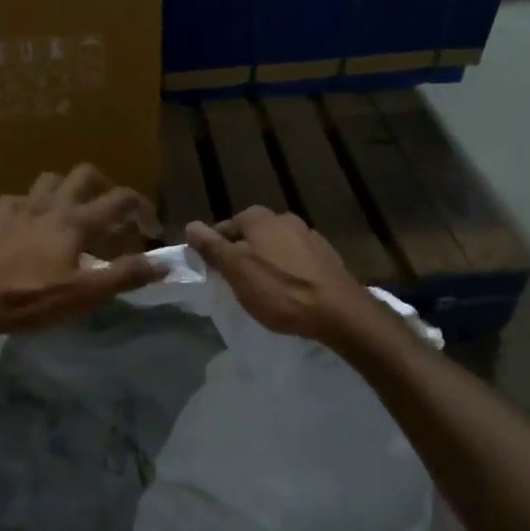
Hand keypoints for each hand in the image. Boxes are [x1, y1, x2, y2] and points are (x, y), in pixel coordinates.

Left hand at [0, 166, 165, 337]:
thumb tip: (164, 262)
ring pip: (49, 180)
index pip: (120, 199)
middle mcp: (50, 205)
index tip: (152, 231)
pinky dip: (30, 206)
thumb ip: (125, 275)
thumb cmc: (30, 297)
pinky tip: (30, 223)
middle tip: (114, 213)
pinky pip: (16, 200)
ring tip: (75, 214)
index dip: (144, 209)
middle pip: (85, 174)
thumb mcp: (84, 294)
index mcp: (75, 220)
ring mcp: (19, 209)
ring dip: (68, 190)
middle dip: (106, 186)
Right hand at [185, 207, 380, 343]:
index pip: (225, 227)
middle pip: (252, 235)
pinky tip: (288, 291)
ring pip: (275, 246)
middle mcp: (285, 219)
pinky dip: (287, 271)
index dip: (214, 248)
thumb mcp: (236, 270)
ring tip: (261, 288)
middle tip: (234, 282)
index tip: (212, 272)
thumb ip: (213, 247)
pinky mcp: (326, 257)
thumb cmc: (279, 290)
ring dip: (265, 261)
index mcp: (260, 218)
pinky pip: (296, 259)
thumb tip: (191, 225)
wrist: (338, 311)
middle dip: (241, 253)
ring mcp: (309, 236)